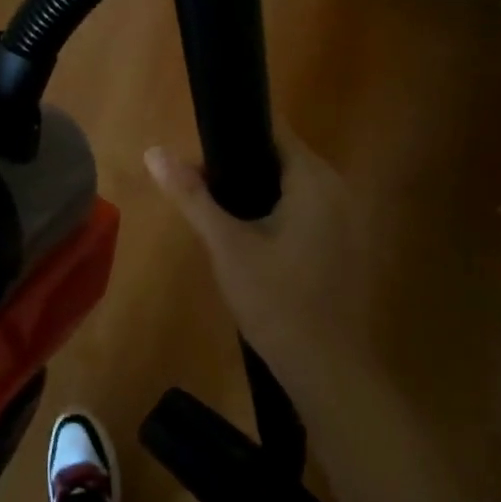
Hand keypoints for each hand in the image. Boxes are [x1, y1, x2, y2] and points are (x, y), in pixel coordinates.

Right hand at [145, 129, 374, 397]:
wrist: (328, 372)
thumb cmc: (276, 301)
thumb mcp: (226, 245)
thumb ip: (191, 195)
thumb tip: (153, 151)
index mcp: (314, 180)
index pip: (272, 129)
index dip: (232, 132)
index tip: (198, 148)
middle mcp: (338, 190)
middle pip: (280, 157)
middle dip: (237, 165)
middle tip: (197, 187)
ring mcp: (346, 219)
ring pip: (290, 186)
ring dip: (254, 191)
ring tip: (215, 212)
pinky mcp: (344, 245)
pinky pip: (304, 210)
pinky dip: (275, 212)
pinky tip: (248, 239)